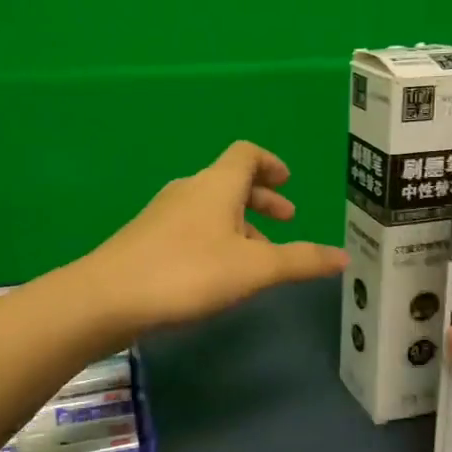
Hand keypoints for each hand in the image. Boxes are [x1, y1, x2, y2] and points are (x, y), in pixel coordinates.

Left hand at [85, 142, 347, 334]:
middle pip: (230, 182)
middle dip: (261, 199)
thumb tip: (344, 256)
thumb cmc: (188, 272)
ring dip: (240, 225)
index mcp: (217, 184)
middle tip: (286, 221)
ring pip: (211, 209)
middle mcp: (189, 190)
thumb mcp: (254, 269)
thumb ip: (300, 261)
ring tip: (259, 258)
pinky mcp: (146, 239)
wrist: (107, 297)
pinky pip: (192, 228)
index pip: (247, 154)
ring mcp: (163, 214)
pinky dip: (216, 240)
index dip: (271, 163)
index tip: (289, 182)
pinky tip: (219, 275)